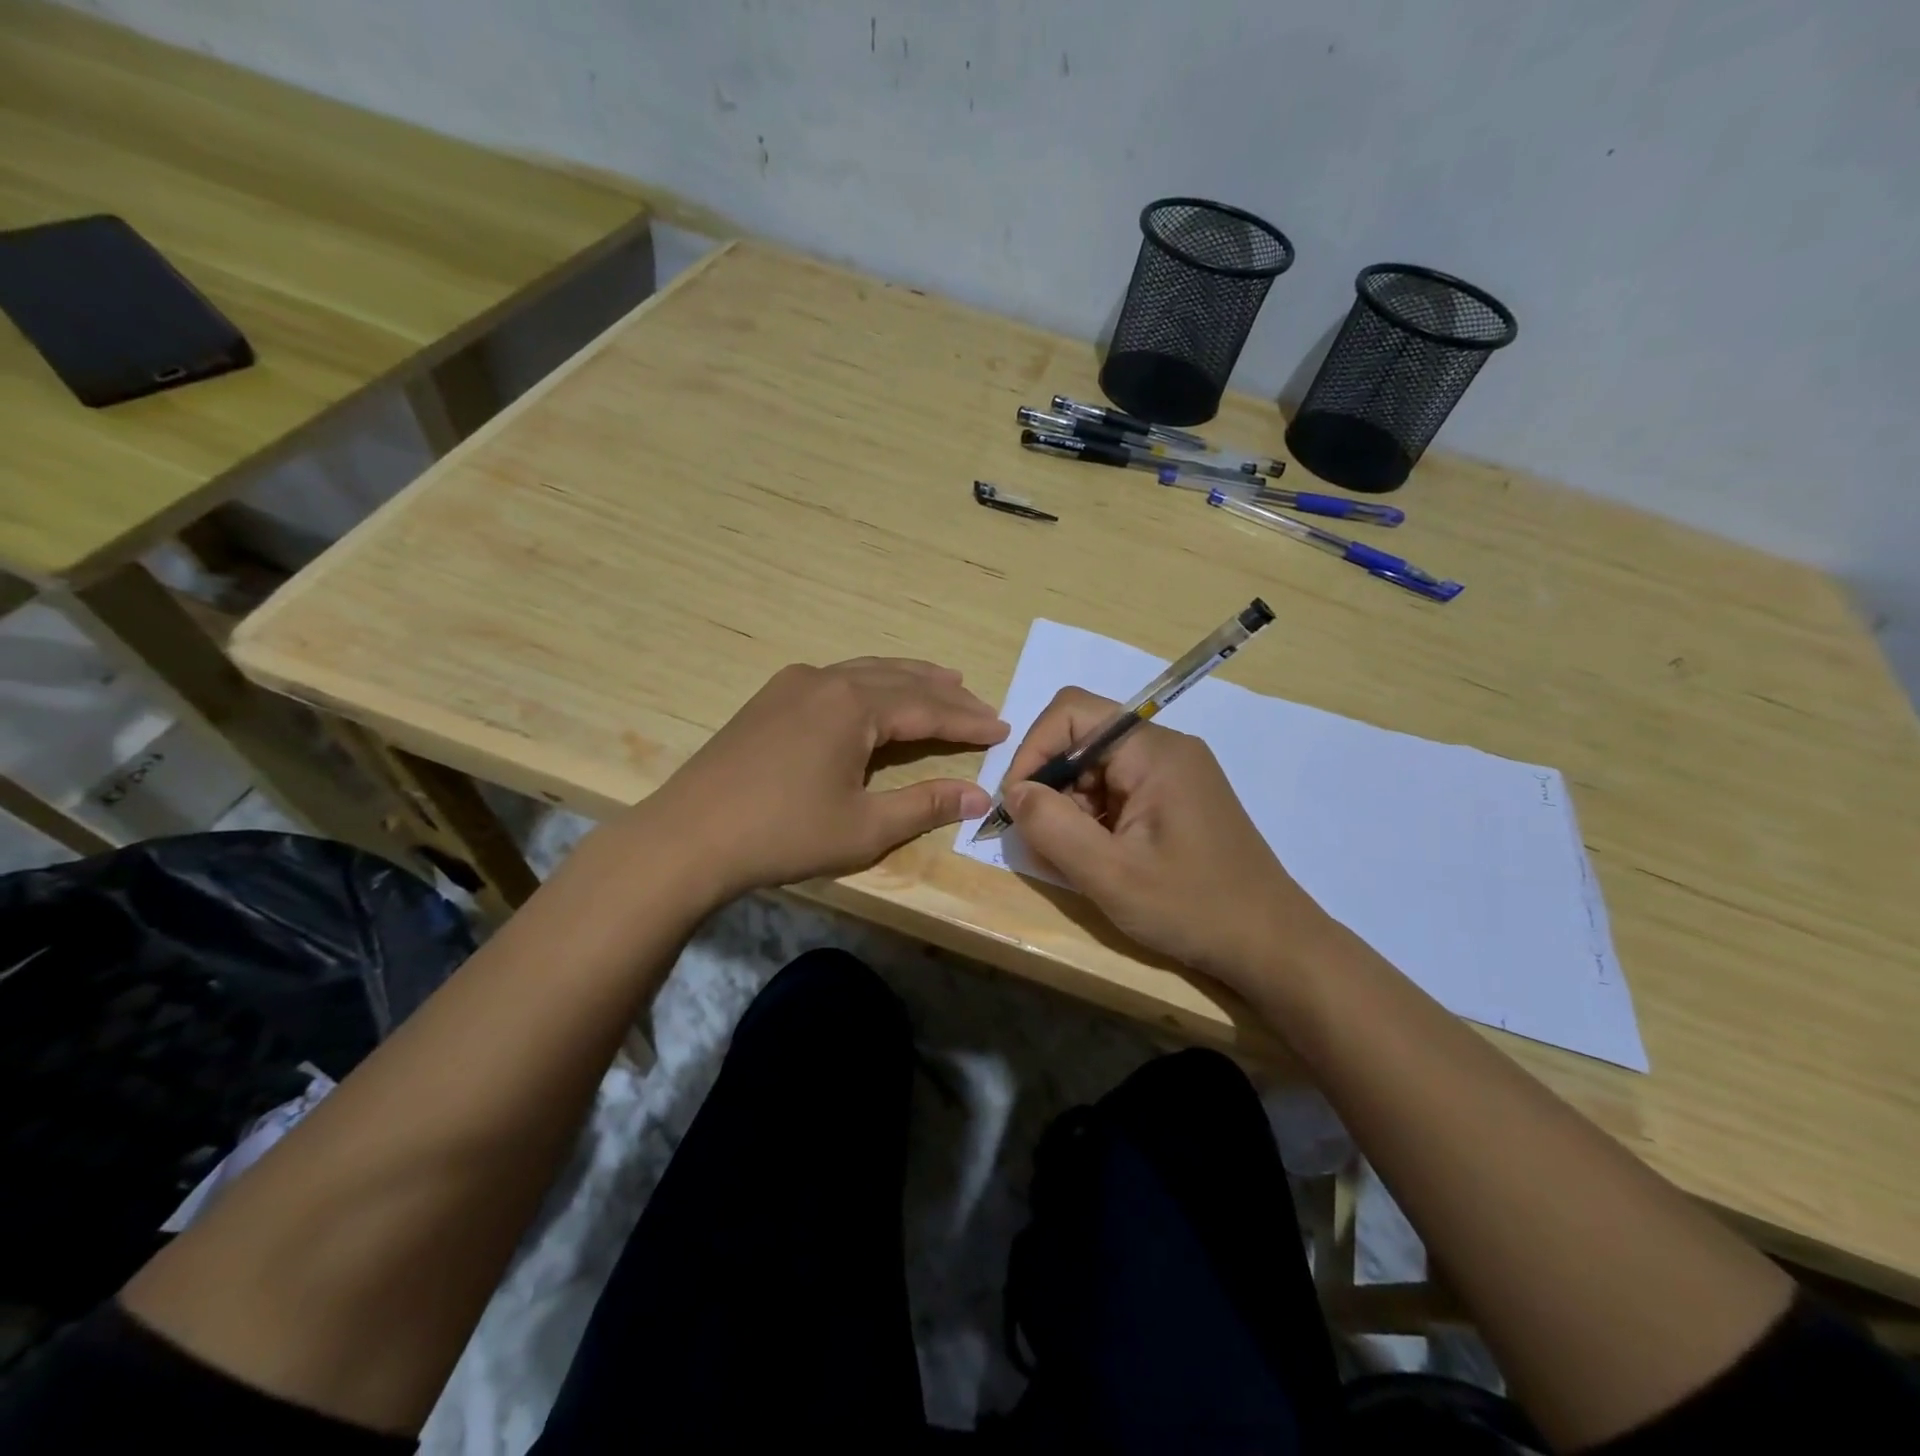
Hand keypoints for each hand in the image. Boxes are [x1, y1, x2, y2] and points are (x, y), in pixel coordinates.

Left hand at [641, 658, 1007, 900]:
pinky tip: (874, 695)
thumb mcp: (864, 827)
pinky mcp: (769, 699)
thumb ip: (925, 805)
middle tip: (980, 703)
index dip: (968, 721)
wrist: (687, 838)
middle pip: (900, 680)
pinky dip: (870, 684)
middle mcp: (826, 681)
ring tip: (943, 682)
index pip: (927, 708)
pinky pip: (836, 679)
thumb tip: (980, 796)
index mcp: (853, 706)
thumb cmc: (783, 834)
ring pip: (866, 671)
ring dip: (907, 679)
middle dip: (944, 693)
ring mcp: (792, 685)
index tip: (1003, 727)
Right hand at [1000, 687, 1335, 989]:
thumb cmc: (1193, 908)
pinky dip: (1095, 821)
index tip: (1019, 803)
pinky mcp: (1176, 800)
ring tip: (1077, 861)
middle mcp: (1165, 750)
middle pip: (1083, 741)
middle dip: (1052, 787)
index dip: (1034, 749)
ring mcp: (1174, 775)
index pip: (1073, 712)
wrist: (1273, 946)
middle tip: (1045, 842)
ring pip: (1096, 770)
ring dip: (1072, 809)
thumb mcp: (1111, 875)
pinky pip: (1118, 792)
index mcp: (1154, 752)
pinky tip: (1101, 861)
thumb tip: (1015, 793)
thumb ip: (1053, 828)